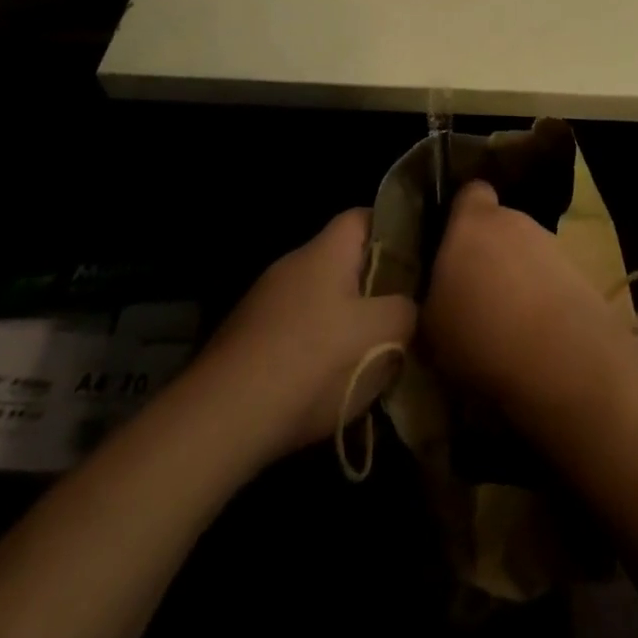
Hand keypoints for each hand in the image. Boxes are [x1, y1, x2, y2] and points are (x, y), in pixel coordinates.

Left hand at [191, 209, 415, 464]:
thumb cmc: (311, 362)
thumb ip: (406, 311)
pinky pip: (293, 331)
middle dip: (372, 286)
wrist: (219, 422)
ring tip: (367, 357)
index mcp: (325, 251)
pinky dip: (312, 349)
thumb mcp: (381, 335)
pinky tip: (323, 385)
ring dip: (342, 322)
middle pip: (343, 261)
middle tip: (400, 315)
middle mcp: (292, 264)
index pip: (365, 216)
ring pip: (319, 299)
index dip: (394, 230)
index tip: (417, 260)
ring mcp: (263, 303)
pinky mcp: (244, 340)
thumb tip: (407, 308)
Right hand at [421, 181, 632, 415]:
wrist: (561, 357)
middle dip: (488, 252)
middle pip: (499, 226)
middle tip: (473, 293)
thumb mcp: (430, 326)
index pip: (470, 193)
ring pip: (526, 253)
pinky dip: (542, 298)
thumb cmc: (479, 332)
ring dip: (517, 277)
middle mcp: (514, 220)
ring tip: (505, 322)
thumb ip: (432, 296)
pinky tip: (534, 335)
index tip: (451, 243)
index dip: (461, 213)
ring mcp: (551, 244)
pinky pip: (550, 279)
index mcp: (472, 222)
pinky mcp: (580, 273)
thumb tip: (437, 294)